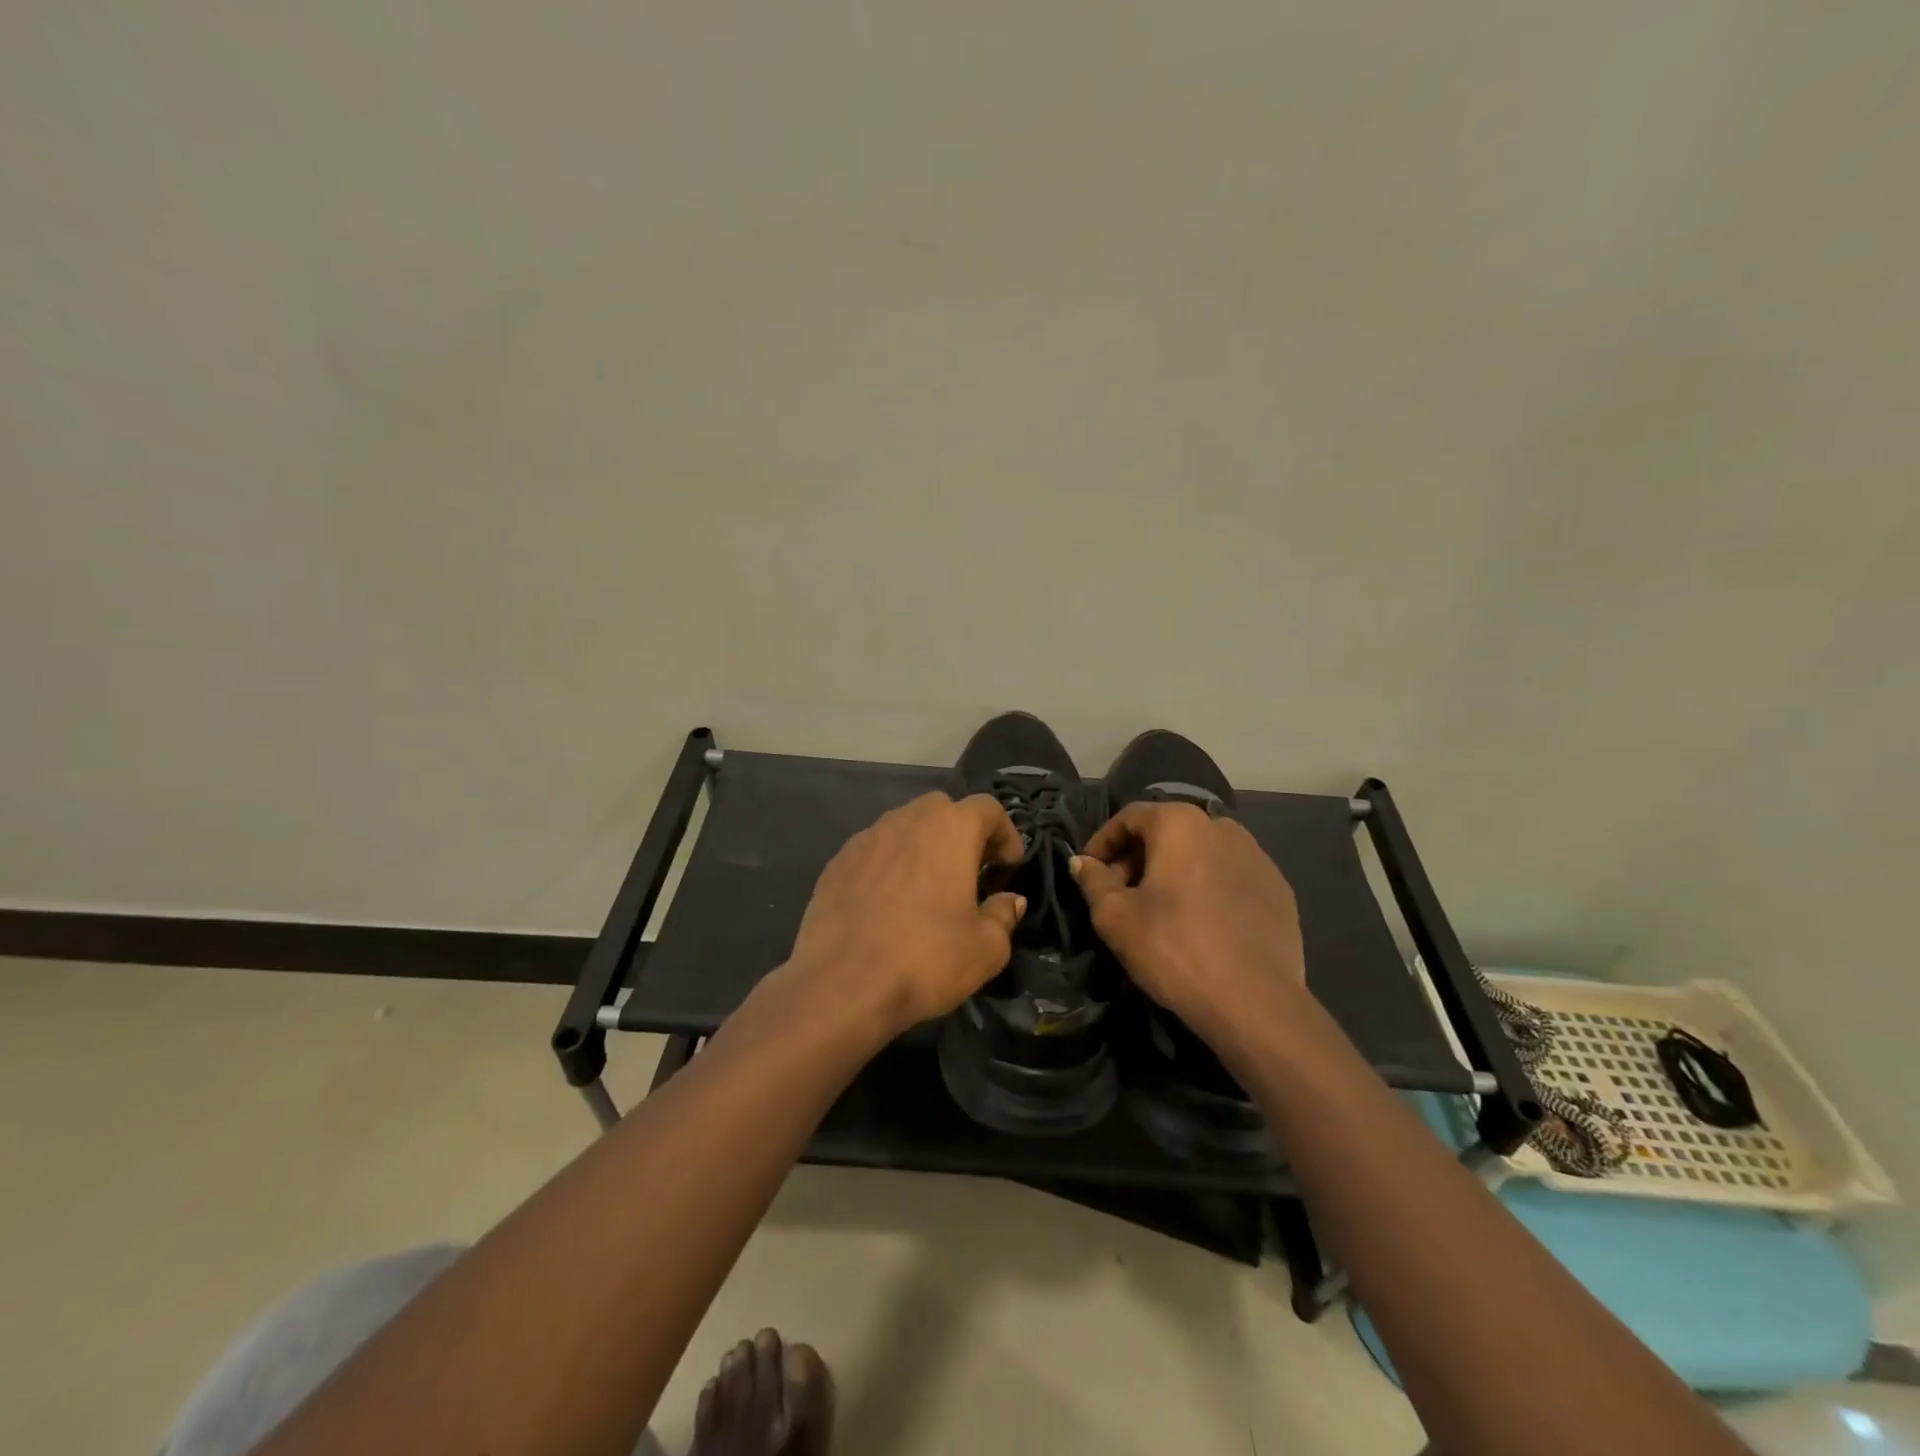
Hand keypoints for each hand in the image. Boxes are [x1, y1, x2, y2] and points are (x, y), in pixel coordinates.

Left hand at [785, 792, 1026, 1038]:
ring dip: (923, 845)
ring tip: (927, 886)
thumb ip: (1003, 916)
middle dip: (962, 832)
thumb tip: (1008, 900)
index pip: (988, 808)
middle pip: (943, 808)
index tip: (1008, 866)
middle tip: (970, 870)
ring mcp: (866, 838)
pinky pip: (874, 850)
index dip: (1005, 833)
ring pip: (904, 825)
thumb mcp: (986, 949)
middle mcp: (907, 820)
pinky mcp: (837, 862)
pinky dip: (889, 864)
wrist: (840, 985)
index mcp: (950, 830)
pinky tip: (888, 902)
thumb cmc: (924, 960)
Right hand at [1070, 803, 1306, 1038]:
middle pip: (1167, 832)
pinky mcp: (1278, 889)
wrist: (1254, 1001)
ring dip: (1173, 872)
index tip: (1089, 871)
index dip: (1102, 842)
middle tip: (1120, 895)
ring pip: (1200, 854)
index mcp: (1181, 823)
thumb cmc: (1173, 948)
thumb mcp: (1115, 916)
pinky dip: (1207, 889)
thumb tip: (1081, 862)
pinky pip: (1229, 877)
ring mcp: (1257, 856)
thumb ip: (1093, 880)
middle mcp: (1222, 827)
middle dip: (1138, 858)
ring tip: (1159, 910)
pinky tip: (1200, 924)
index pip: (1129, 817)